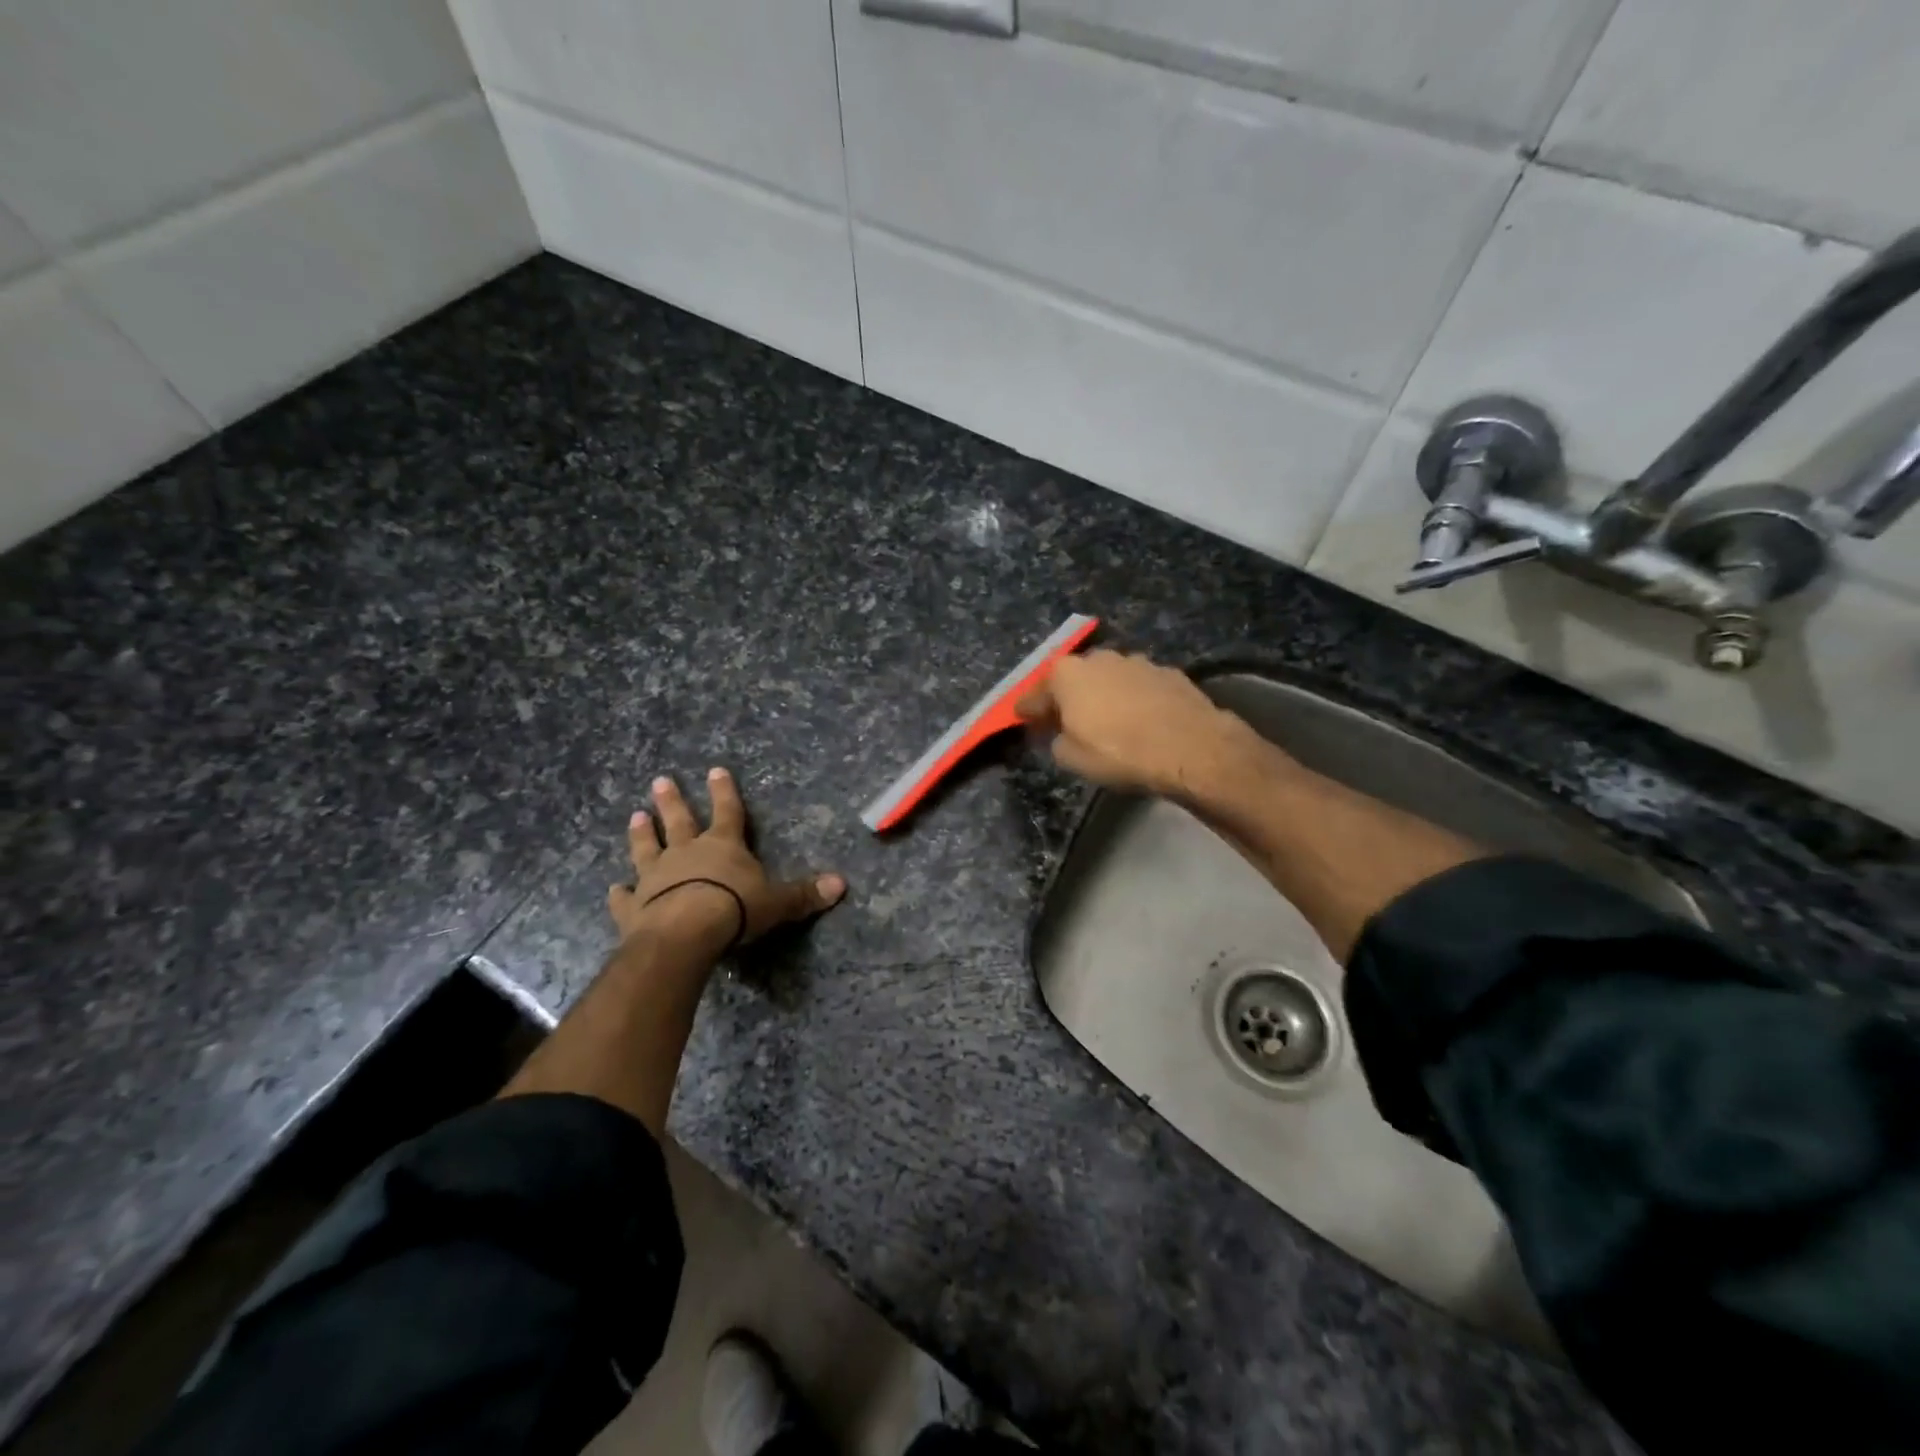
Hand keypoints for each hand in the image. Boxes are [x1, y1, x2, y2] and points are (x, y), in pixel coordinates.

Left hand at [609, 767, 846, 949]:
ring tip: (635, 815)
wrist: (685, 933)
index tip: (715, 770)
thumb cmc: (735, 909)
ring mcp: (656, 877)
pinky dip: (619, 893)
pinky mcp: (634, 906)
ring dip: (641, 833)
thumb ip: (804, 894)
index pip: (727, 811)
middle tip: (660, 780)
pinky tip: (613, 888)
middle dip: (672, 800)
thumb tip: (842, 885)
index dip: (724, 791)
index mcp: (723, 845)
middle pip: (679, 820)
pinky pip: (624, 897)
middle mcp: (686, 853)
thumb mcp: (777, 902)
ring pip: (647, 848)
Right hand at [1015, 650, 1263, 800]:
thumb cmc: (1120, 753)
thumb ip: (1056, 740)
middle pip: (1073, 679)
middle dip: (1066, 697)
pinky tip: (1139, 720)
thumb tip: (1059, 733)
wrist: (1192, 748)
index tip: (1021, 719)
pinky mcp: (1168, 672)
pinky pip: (1138, 687)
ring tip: (1105, 721)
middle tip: (1063, 720)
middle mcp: (1099, 658)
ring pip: (1108, 679)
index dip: (1027, 710)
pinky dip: (1132, 699)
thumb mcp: (1072, 758)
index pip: (1035, 694)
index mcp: (1067, 674)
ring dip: (1102, 696)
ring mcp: (1136, 662)